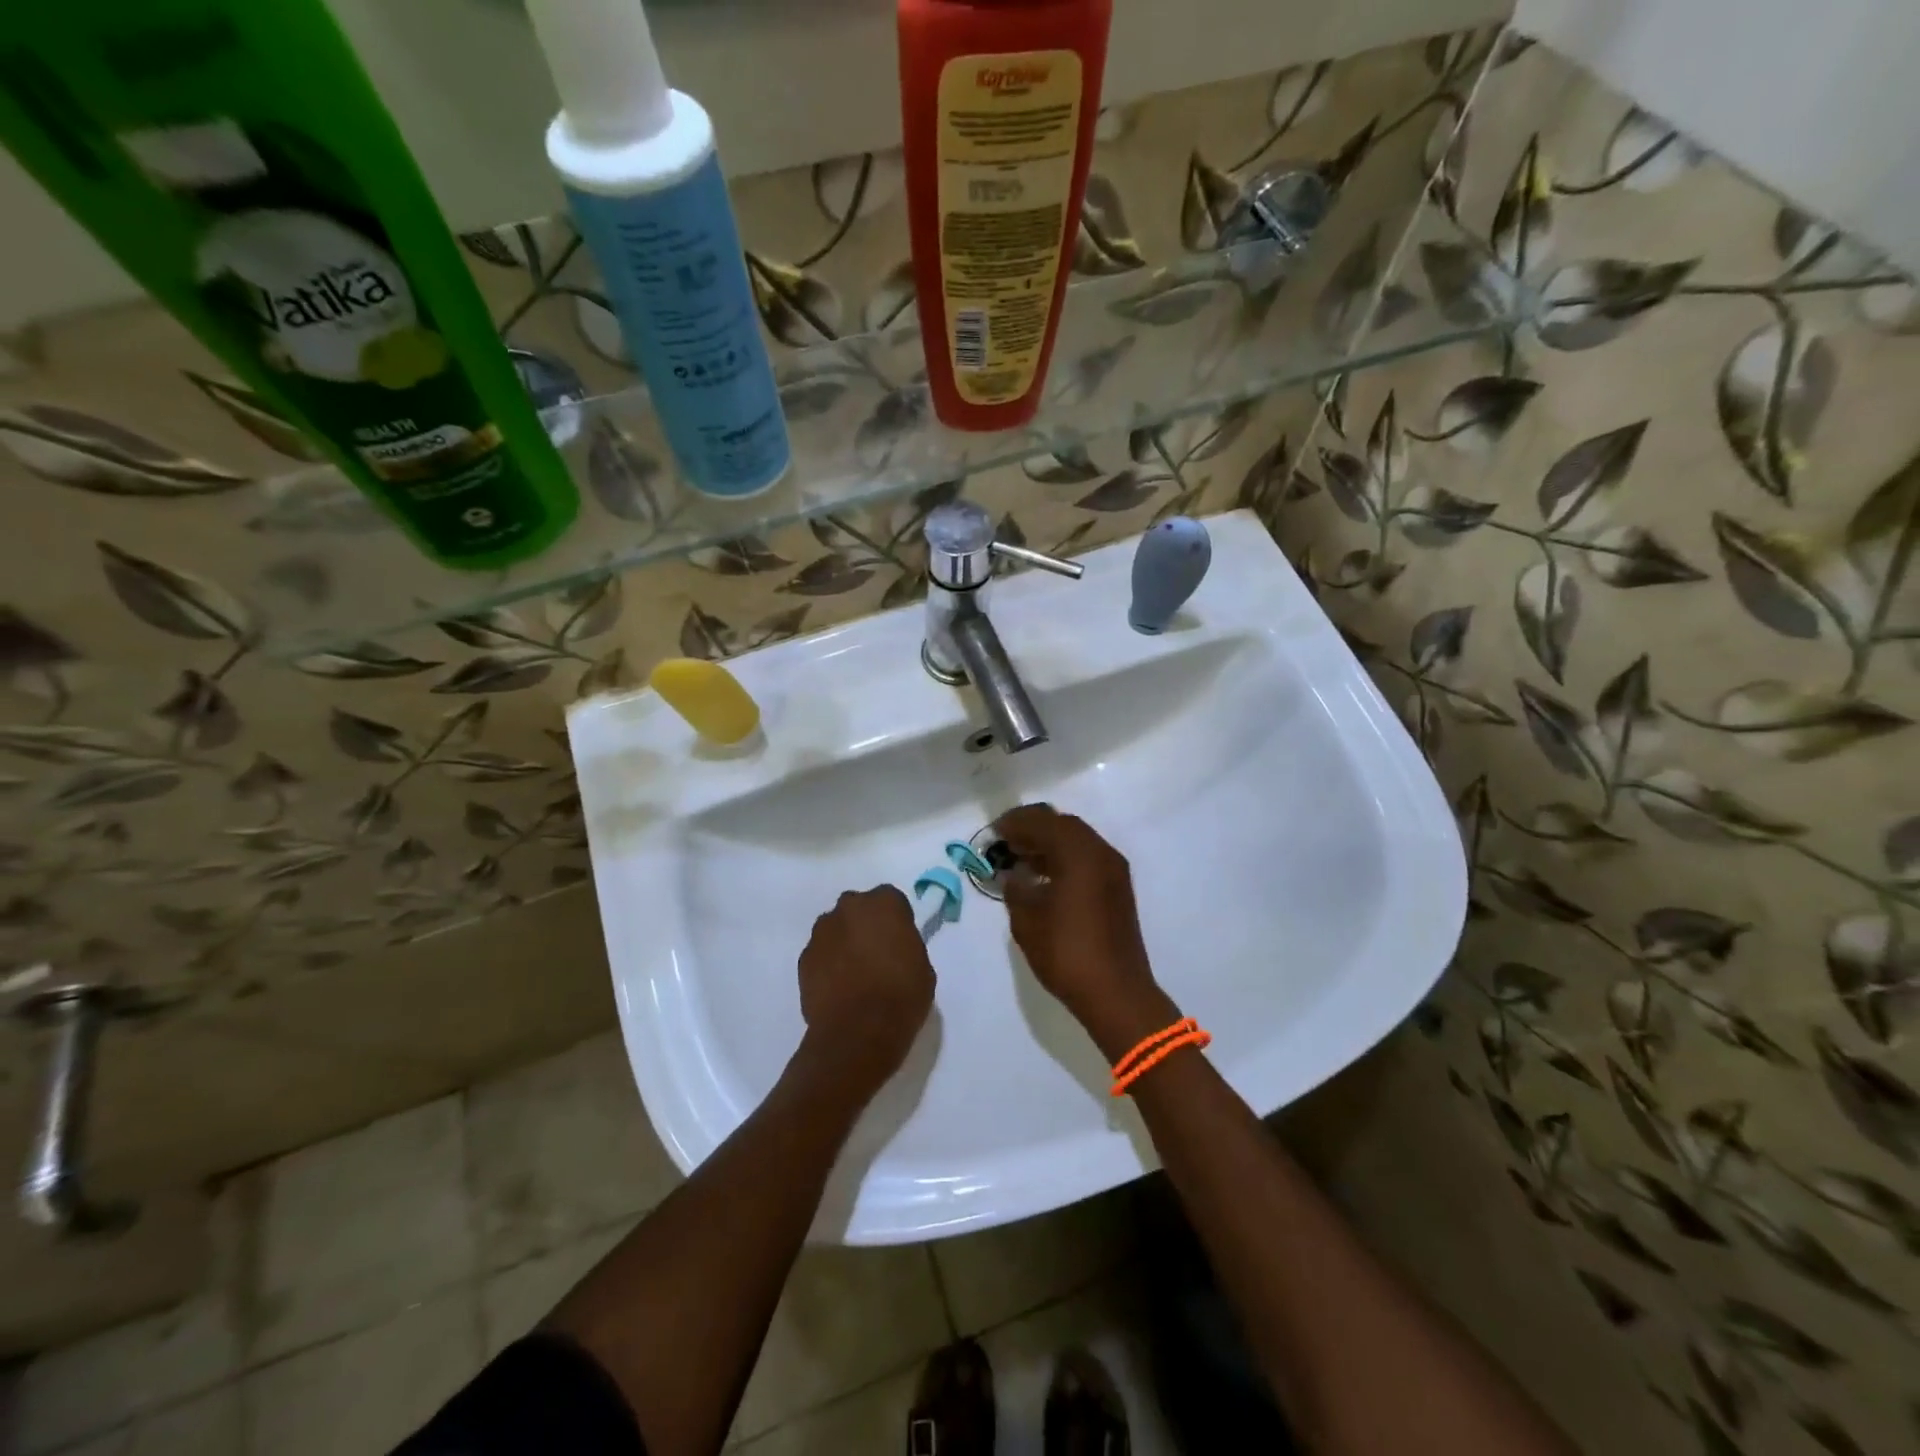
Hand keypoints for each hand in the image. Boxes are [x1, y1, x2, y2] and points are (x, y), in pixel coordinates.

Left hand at [798, 886, 936, 1098]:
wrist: (858, 1032)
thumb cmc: (901, 996)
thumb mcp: (922, 967)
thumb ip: (906, 946)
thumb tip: (893, 950)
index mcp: (884, 903)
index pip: (891, 900)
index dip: (896, 921)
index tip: (900, 942)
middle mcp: (849, 907)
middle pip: (858, 909)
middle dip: (865, 926)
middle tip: (876, 956)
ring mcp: (822, 932)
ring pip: (836, 930)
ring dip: (844, 943)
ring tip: (854, 976)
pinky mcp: (804, 958)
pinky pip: (820, 954)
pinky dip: (828, 965)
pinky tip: (838, 989)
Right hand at [995, 805, 1178, 1059]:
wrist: (1116, 993)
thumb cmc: (1066, 953)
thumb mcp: (1027, 921)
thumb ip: (1015, 888)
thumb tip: (1012, 874)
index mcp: (1079, 854)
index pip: (1043, 822)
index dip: (1015, 823)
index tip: (993, 832)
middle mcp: (1101, 853)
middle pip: (1063, 825)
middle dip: (1033, 828)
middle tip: (1006, 841)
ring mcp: (1113, 871)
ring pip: (1077, 841)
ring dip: (1048, 843)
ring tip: (1019, 858)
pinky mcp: (1117, 889)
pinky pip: (1087, 858)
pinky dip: (1063, 858)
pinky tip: (1042, 877)